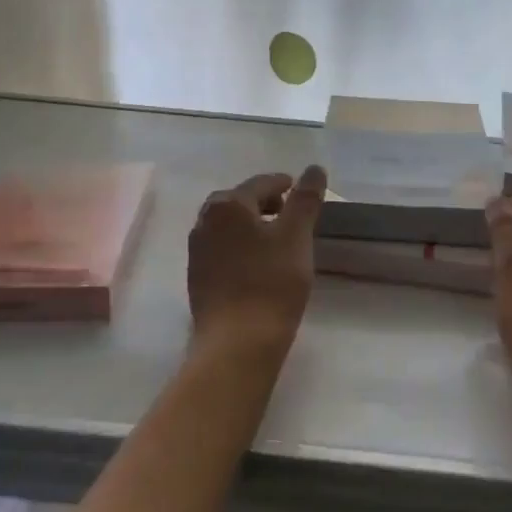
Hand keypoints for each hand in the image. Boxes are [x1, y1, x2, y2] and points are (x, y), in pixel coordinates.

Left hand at [187, 166, 326, 362]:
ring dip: (253, 225)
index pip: (261, 183)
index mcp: (227, 205)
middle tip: (291, 215)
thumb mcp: (297, 236)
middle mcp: (204, 221)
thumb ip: (306, 199)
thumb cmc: (271, 282)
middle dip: (266, 203)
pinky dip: (242, 246)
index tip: (303, 192)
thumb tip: (314, 168)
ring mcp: (197, 250)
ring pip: (229, 226)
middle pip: (240, 201)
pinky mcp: (197, 277)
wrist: (237, 342)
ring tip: (278, 240)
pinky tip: (259, 264)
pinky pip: (222, 248)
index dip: (286, 185)